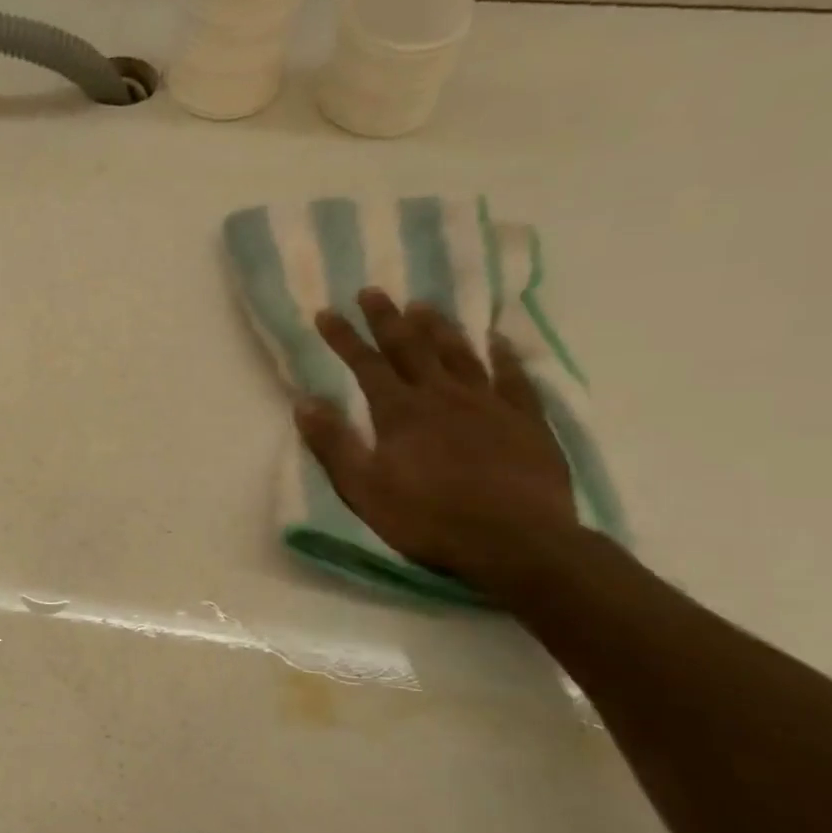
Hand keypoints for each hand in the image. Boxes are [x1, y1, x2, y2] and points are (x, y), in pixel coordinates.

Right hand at [294, 289, 576, 589]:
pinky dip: (503, 354)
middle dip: (387, 318)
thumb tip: (305, 402)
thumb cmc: (429, 518)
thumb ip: (334, 444)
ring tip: (423, 304)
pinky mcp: (526, 420)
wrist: (516, 542)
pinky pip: (513, 376)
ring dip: (438, 327)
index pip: (365, 365)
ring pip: (460, 353)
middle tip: (373, 291)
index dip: (344, 338)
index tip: (326, 312)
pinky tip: (497, 339)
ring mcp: (489, 404)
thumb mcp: (364, 488)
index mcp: (400, 413)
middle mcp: (443, 396)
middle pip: (411, 347)